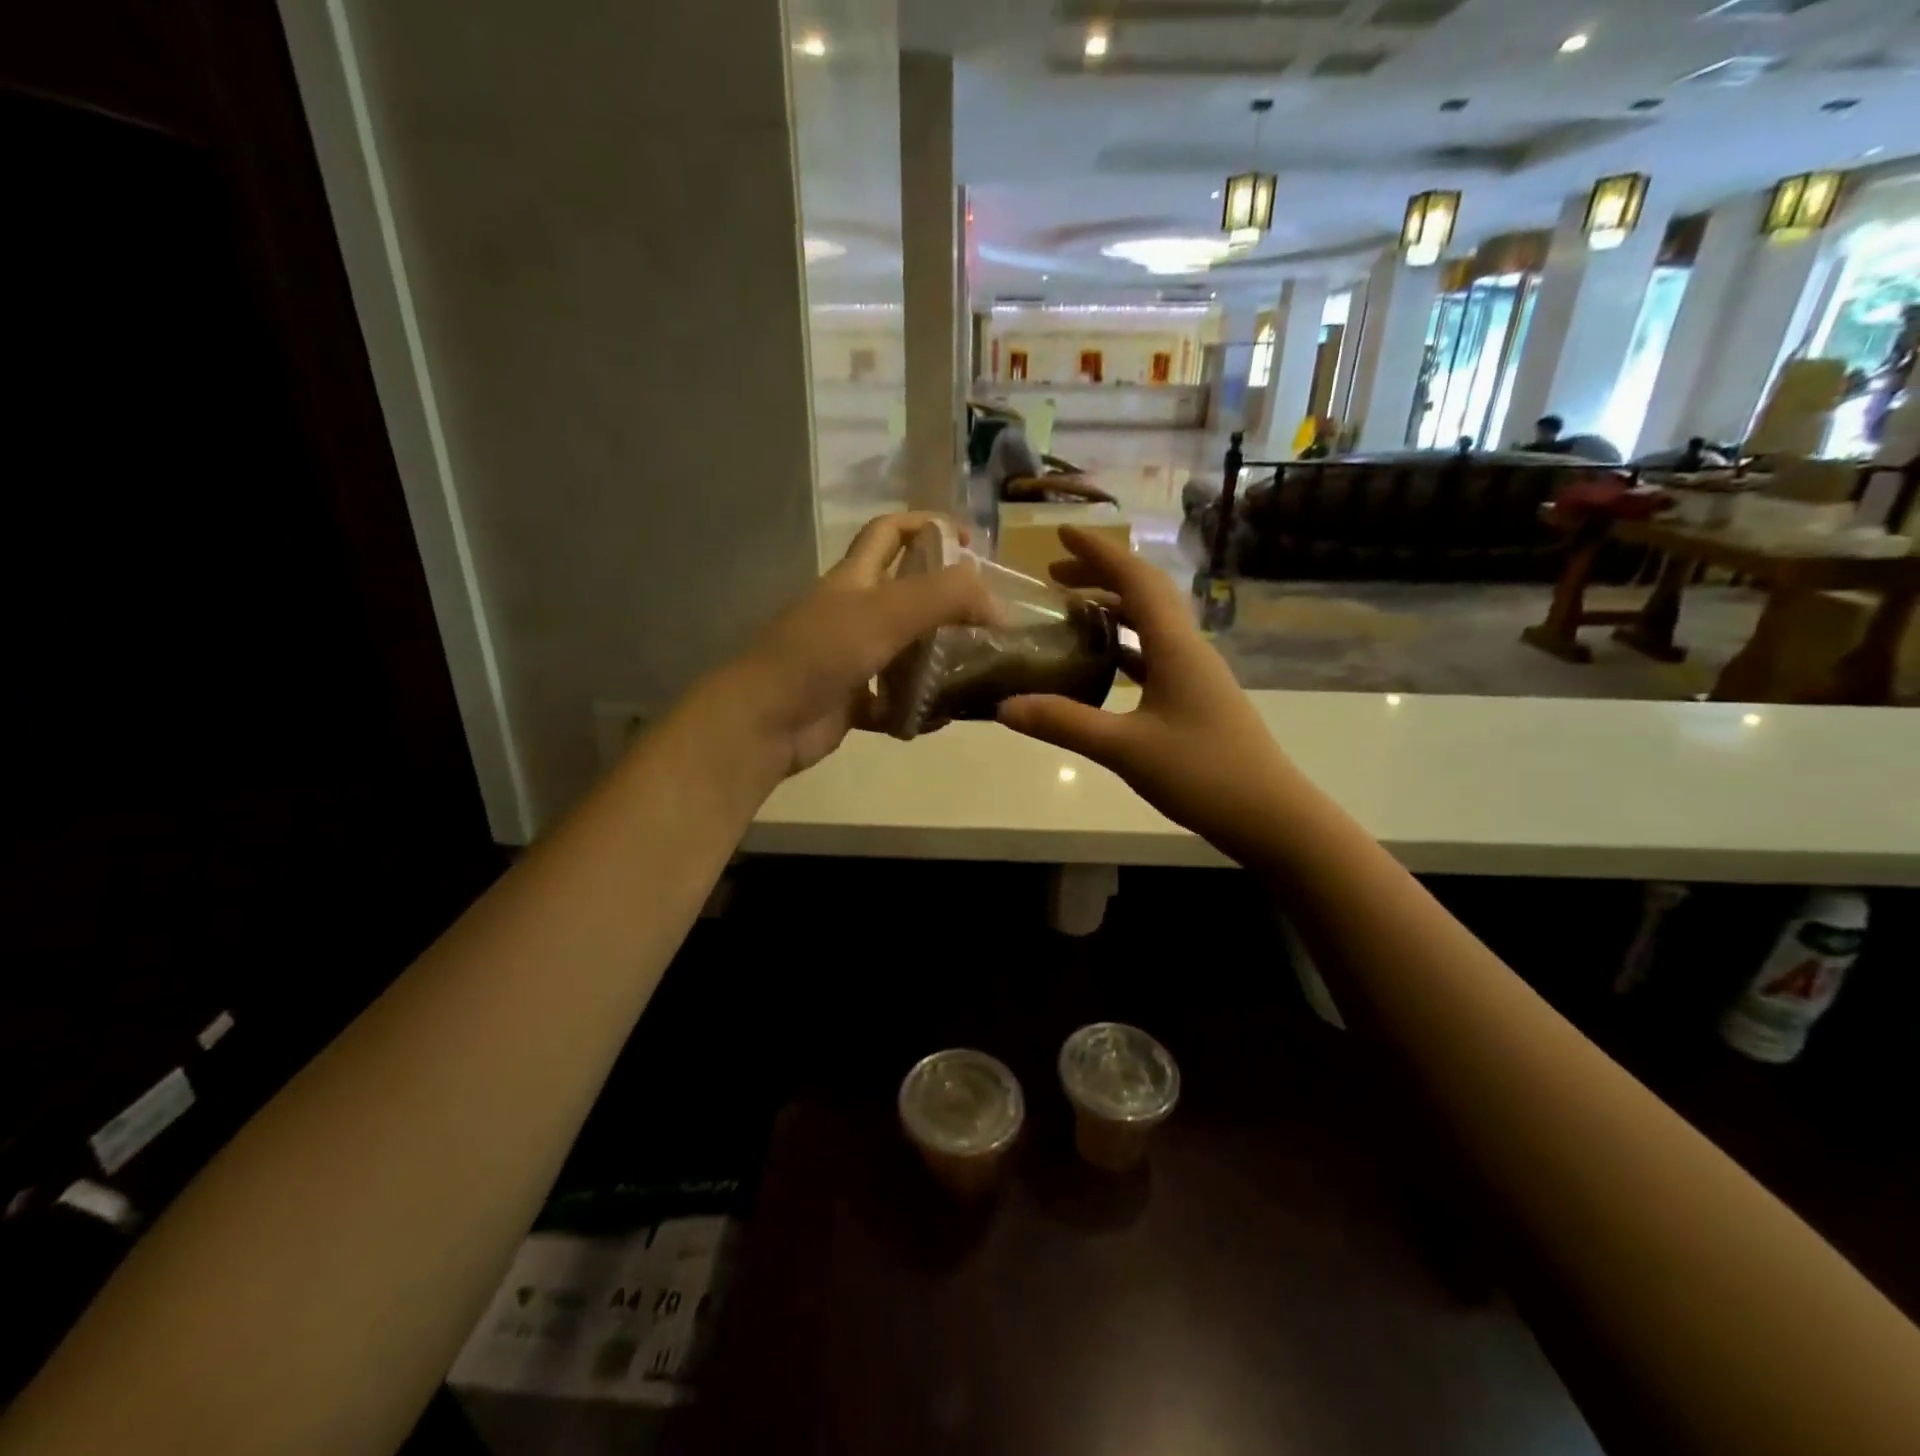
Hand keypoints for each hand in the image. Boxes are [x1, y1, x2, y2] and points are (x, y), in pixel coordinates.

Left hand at [708, 513, 992, 779]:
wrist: (764, 721)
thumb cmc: (822, 654)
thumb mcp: (888, 612)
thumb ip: (946, 597)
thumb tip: (997, 604)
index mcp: (854, 578)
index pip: (890, 531)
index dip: (929, 525)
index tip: (972, 545)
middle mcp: (851, 612)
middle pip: (905, 594)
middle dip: (946, 601)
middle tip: (987, 619)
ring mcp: (849, 658)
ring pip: (904, 650)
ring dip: (937, 659)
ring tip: (977, 671)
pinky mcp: (850, 700)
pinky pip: (893, 700)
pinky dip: (916, 709)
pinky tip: (939, 719)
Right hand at [996, 527, 1301, 863]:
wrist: (1270, 816)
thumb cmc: (1204, 774)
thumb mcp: (1126, 749)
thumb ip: (1064, 724)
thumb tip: (1004, 707)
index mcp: (1176, 646)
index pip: (1136, 580)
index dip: (1099, 552)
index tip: (1061, 533)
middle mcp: (1188, 649)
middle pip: (1144, 595)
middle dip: (1100, 576)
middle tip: (1053, 576)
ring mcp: (1195, 675)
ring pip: (1150, 625)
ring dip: (1112, 610)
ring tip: (1070, 612)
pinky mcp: (1195, 699)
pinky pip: (1154, 656)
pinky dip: (1123, 647)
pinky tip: (1101, 663)